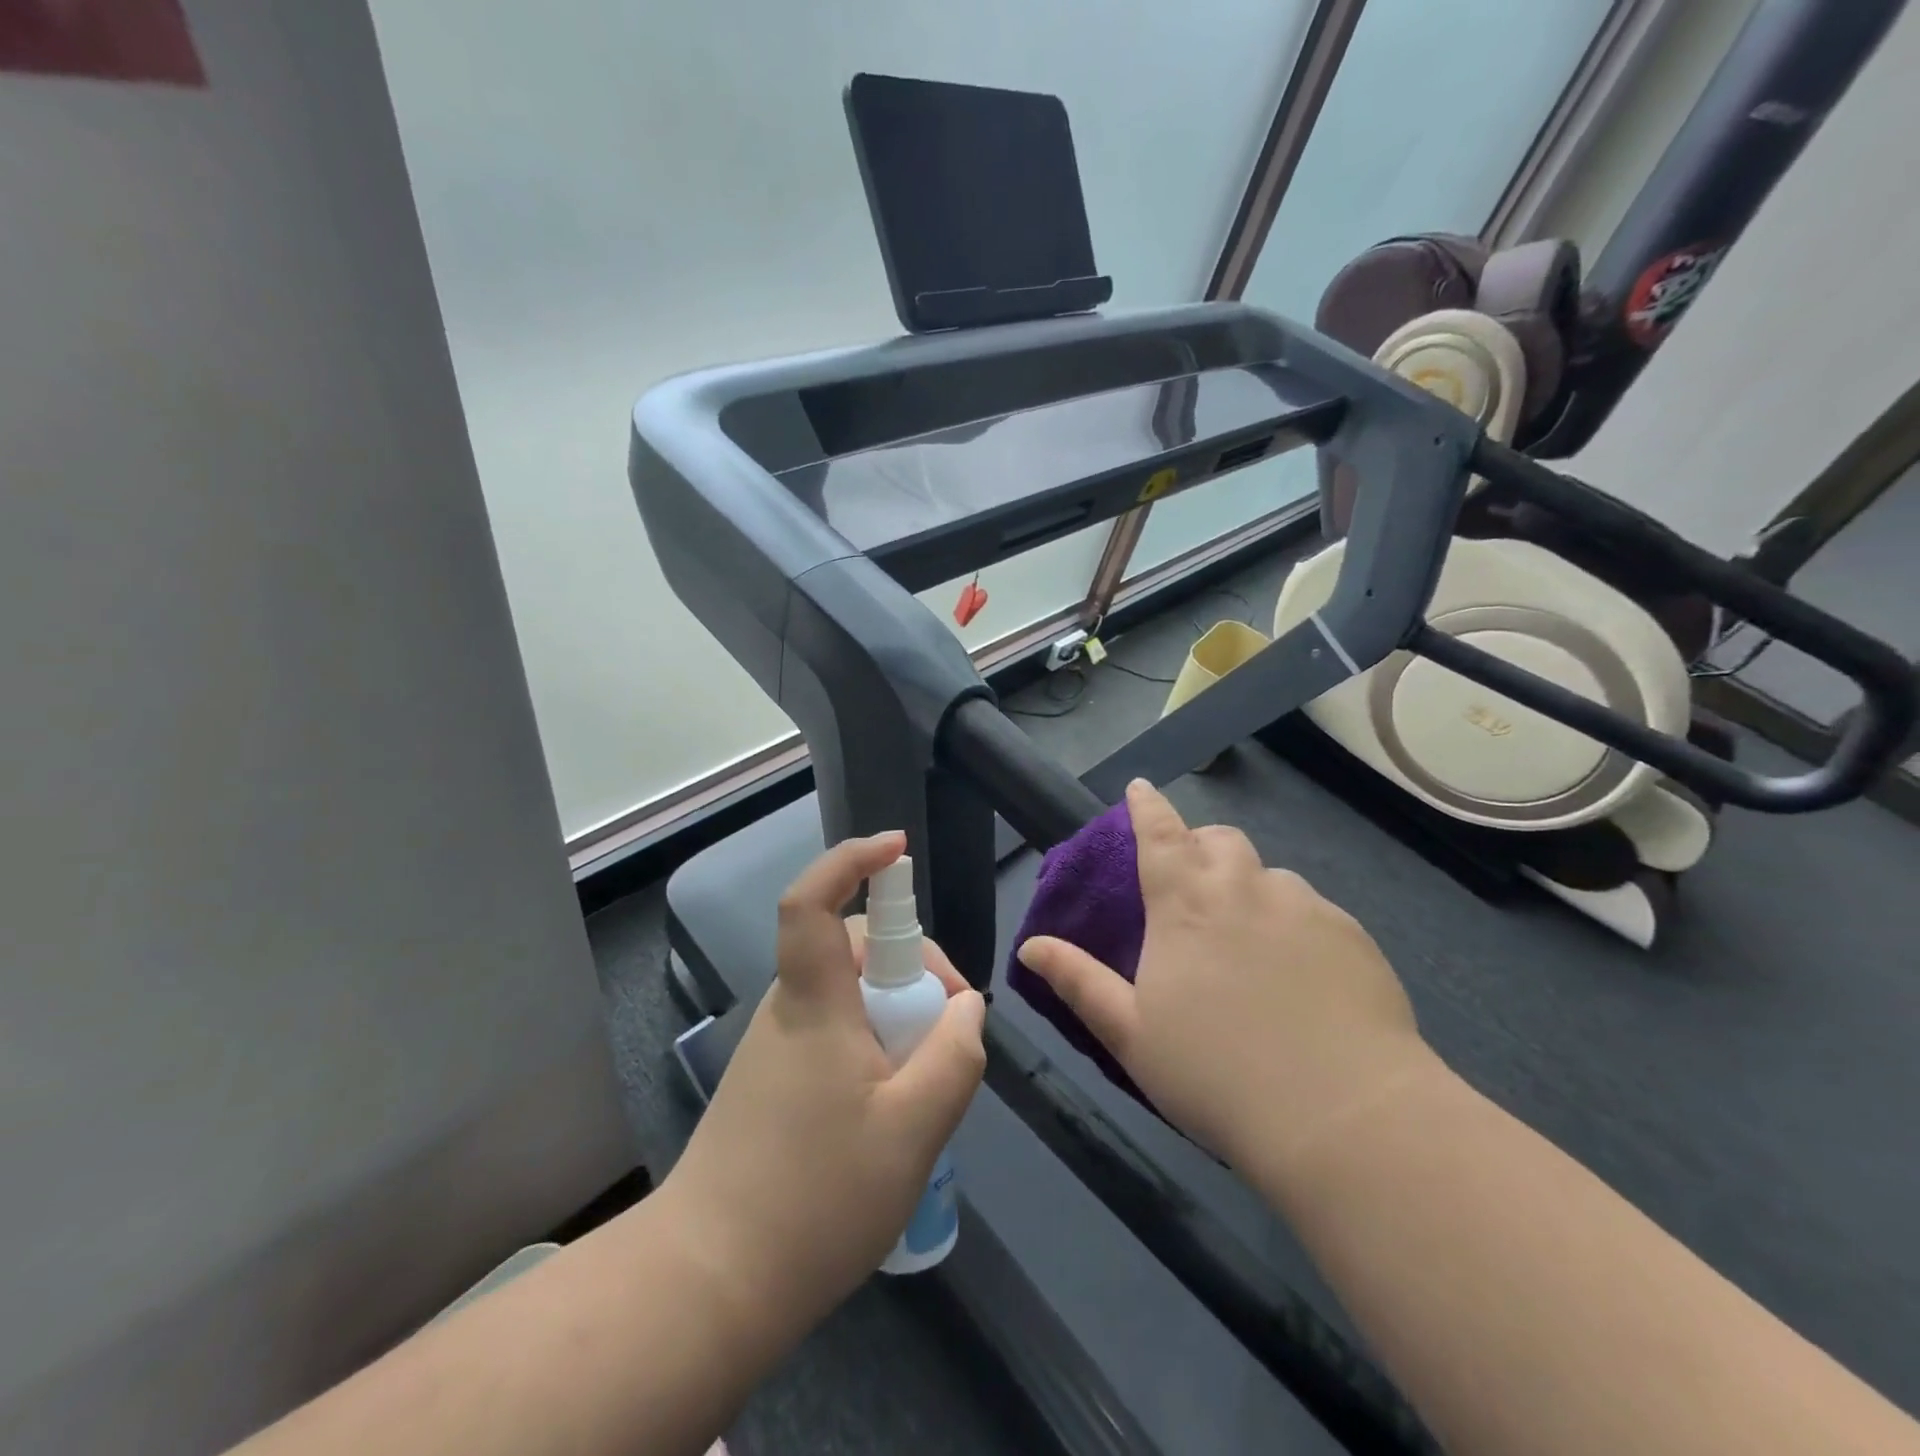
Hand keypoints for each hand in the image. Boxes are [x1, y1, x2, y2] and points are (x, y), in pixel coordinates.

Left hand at [664, 832, 985, 1334]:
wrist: (709, 1285)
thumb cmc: (816, 1198)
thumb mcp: (914, 1128)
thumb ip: (955, 1054)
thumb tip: (967, 1006)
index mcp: (815, 1001)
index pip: (814, 902)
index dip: (853, 860)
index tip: (898, 849)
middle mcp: (789, 1008)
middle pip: (853, 947)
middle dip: (914, 967)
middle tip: (952, 1028)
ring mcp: (777, 1045)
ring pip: (850, 994)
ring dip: (898, 1014)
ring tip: (928, 1081)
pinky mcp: (773, 1081)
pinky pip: (837, 1032)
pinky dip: (876, 1044)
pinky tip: (894, 1107)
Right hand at [1016, 781, 1435, 1180]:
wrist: (1343, 1117)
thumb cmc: (1216, 1073)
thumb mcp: (1130, 1033)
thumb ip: (1078, 981)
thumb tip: (1029, 946)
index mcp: (1185, 903)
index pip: (1160, 833)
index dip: (1147, 806)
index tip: (1139, 787)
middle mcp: (1245, 888)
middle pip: (1219, 840)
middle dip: (1200, 846)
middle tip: (1193, 884)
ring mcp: (1304, 907)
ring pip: (1269, 875)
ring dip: (1249, 888)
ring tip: (1250, 941)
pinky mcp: (1353, 935)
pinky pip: (1314, 910)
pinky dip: (1294, 923)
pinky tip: (1301, 974)